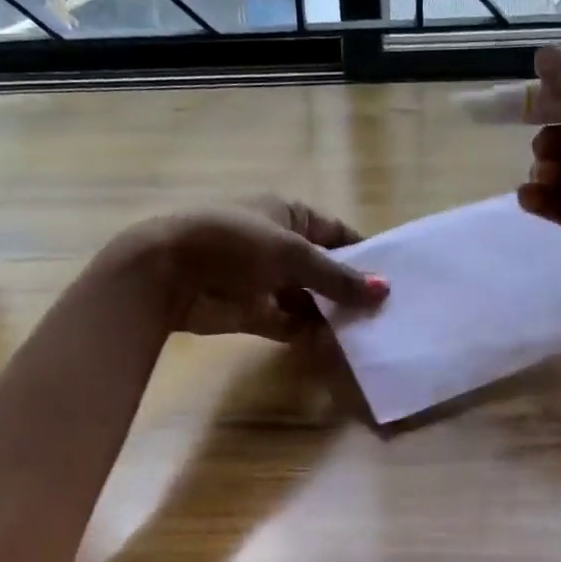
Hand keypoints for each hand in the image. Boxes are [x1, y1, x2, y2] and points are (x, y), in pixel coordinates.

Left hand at [133, 195, 387, 341]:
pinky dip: (309, 334)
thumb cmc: (235, 244)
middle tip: (387, 314)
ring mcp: (265, 280)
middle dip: (349, 290)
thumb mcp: (294, 254)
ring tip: (369, 334)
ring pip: (308, 300)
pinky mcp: (253, 312)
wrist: (169, 274)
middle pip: (324, 270)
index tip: (391, 279)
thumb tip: (384, 291)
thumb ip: (338, 277)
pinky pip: (289, 323)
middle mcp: (279, 245)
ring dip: (332, 315)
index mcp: (288, 215)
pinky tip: (337, 347)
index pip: (336, 233)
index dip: (363, 253)